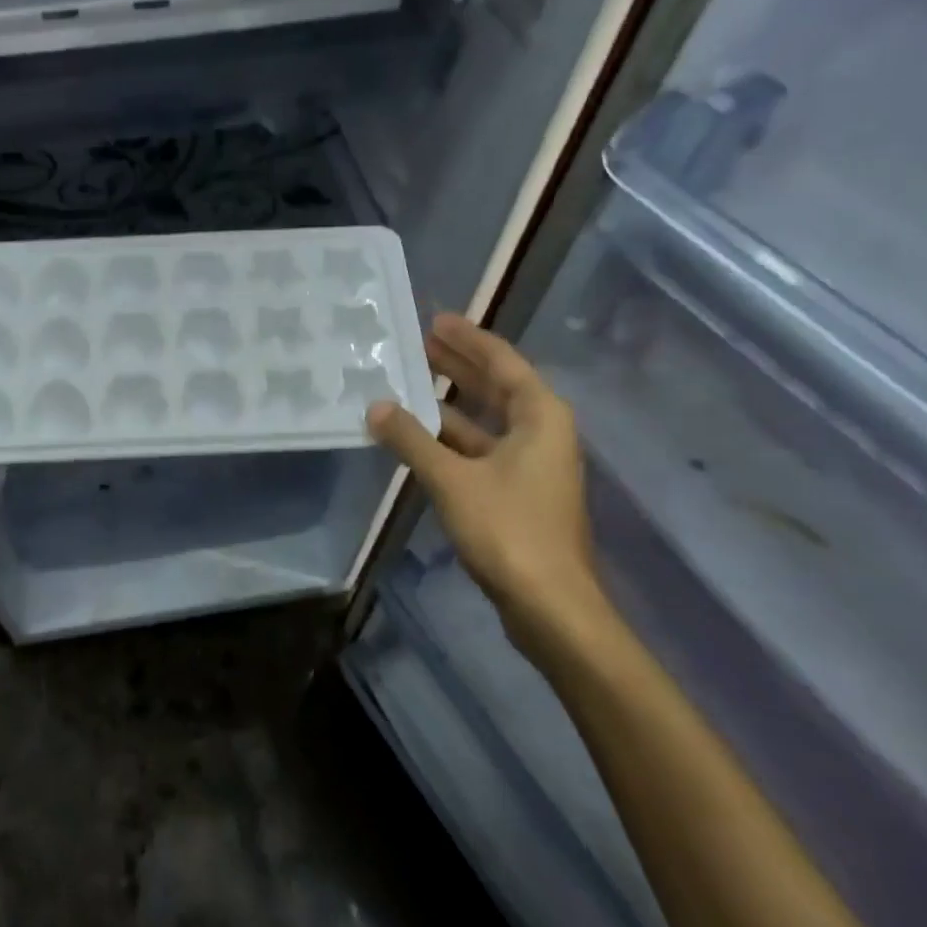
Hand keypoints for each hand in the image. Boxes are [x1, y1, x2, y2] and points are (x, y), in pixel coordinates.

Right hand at [368, 314, 606, 662]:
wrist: (552, 608)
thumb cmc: (509, 530)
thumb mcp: (452, 479)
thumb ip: (411, 439)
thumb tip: (375, 407)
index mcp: (539, 416)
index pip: (501, 361)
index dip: (468, 338)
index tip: (435, 319)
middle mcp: (540, 432)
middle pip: (495, 386)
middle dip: (457, 365)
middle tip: (416, 343)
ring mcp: (530, 465)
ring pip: (485, 420)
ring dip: (448, 403)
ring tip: (407, 383)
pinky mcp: (518, 493)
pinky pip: (480, 449)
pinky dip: (450, 438)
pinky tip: (417, 436)